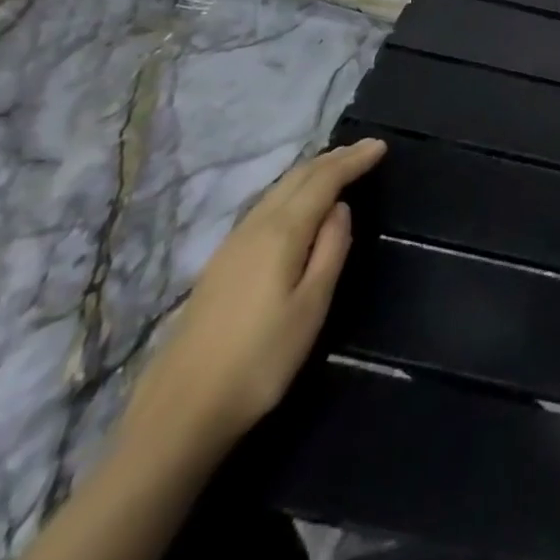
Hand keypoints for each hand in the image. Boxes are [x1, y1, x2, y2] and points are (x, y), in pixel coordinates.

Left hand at [124, 139, 386, 453]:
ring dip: (311, 172)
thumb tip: (340, 208)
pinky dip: (291, 191)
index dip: (353, 160)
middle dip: (333, 159)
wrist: (179, 414)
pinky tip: (295, 203)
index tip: (381, 145)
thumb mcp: (311, 307)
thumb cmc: (259, 361)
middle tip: (364, 150)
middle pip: (297, 177)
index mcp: (281, 232)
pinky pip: (265, 206)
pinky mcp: (219, 264)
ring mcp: (231, 244)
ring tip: (336, 167)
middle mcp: (254, 227)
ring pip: (277, 189)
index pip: (324, 180)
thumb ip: (331, 250)